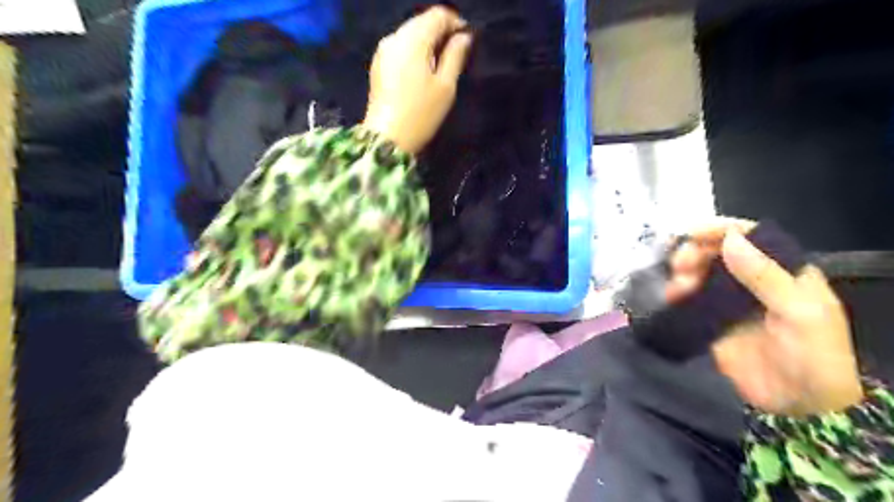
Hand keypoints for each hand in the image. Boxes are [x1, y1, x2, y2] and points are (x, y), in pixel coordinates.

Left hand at [363, 6, 473, 152]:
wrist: (387, 139)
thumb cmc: (421, 114)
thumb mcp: (445, 86)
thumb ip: (455, 56)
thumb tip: (464, 37)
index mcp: (413, 39)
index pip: (438, 15)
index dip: (456, 23)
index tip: (468, 39)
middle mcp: (395, 37)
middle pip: (422, 22)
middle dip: (441, 31)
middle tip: (457, 51)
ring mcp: (383, 51)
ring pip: (410, 34)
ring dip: (427, 41)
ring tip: (441, 61)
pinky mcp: (378, 65)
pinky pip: (400, 47)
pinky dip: (414, 51)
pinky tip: (422, 69)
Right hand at [666, 220, 861, 415]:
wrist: (798, 406)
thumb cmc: (813, 355)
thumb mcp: (799, 312)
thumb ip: (764, 275)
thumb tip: (730, 239)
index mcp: (783, 271)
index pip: (751, 238)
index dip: (720, 230)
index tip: (692, 233)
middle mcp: (753, 280)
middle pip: (718, 252)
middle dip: (695, 252)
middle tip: (680, 264)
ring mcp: (730, 300)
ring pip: (700, 272)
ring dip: (683, 272)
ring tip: (677, 286)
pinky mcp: (712, 320)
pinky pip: (690, 299)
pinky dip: (677, 293)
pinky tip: (671, 297)